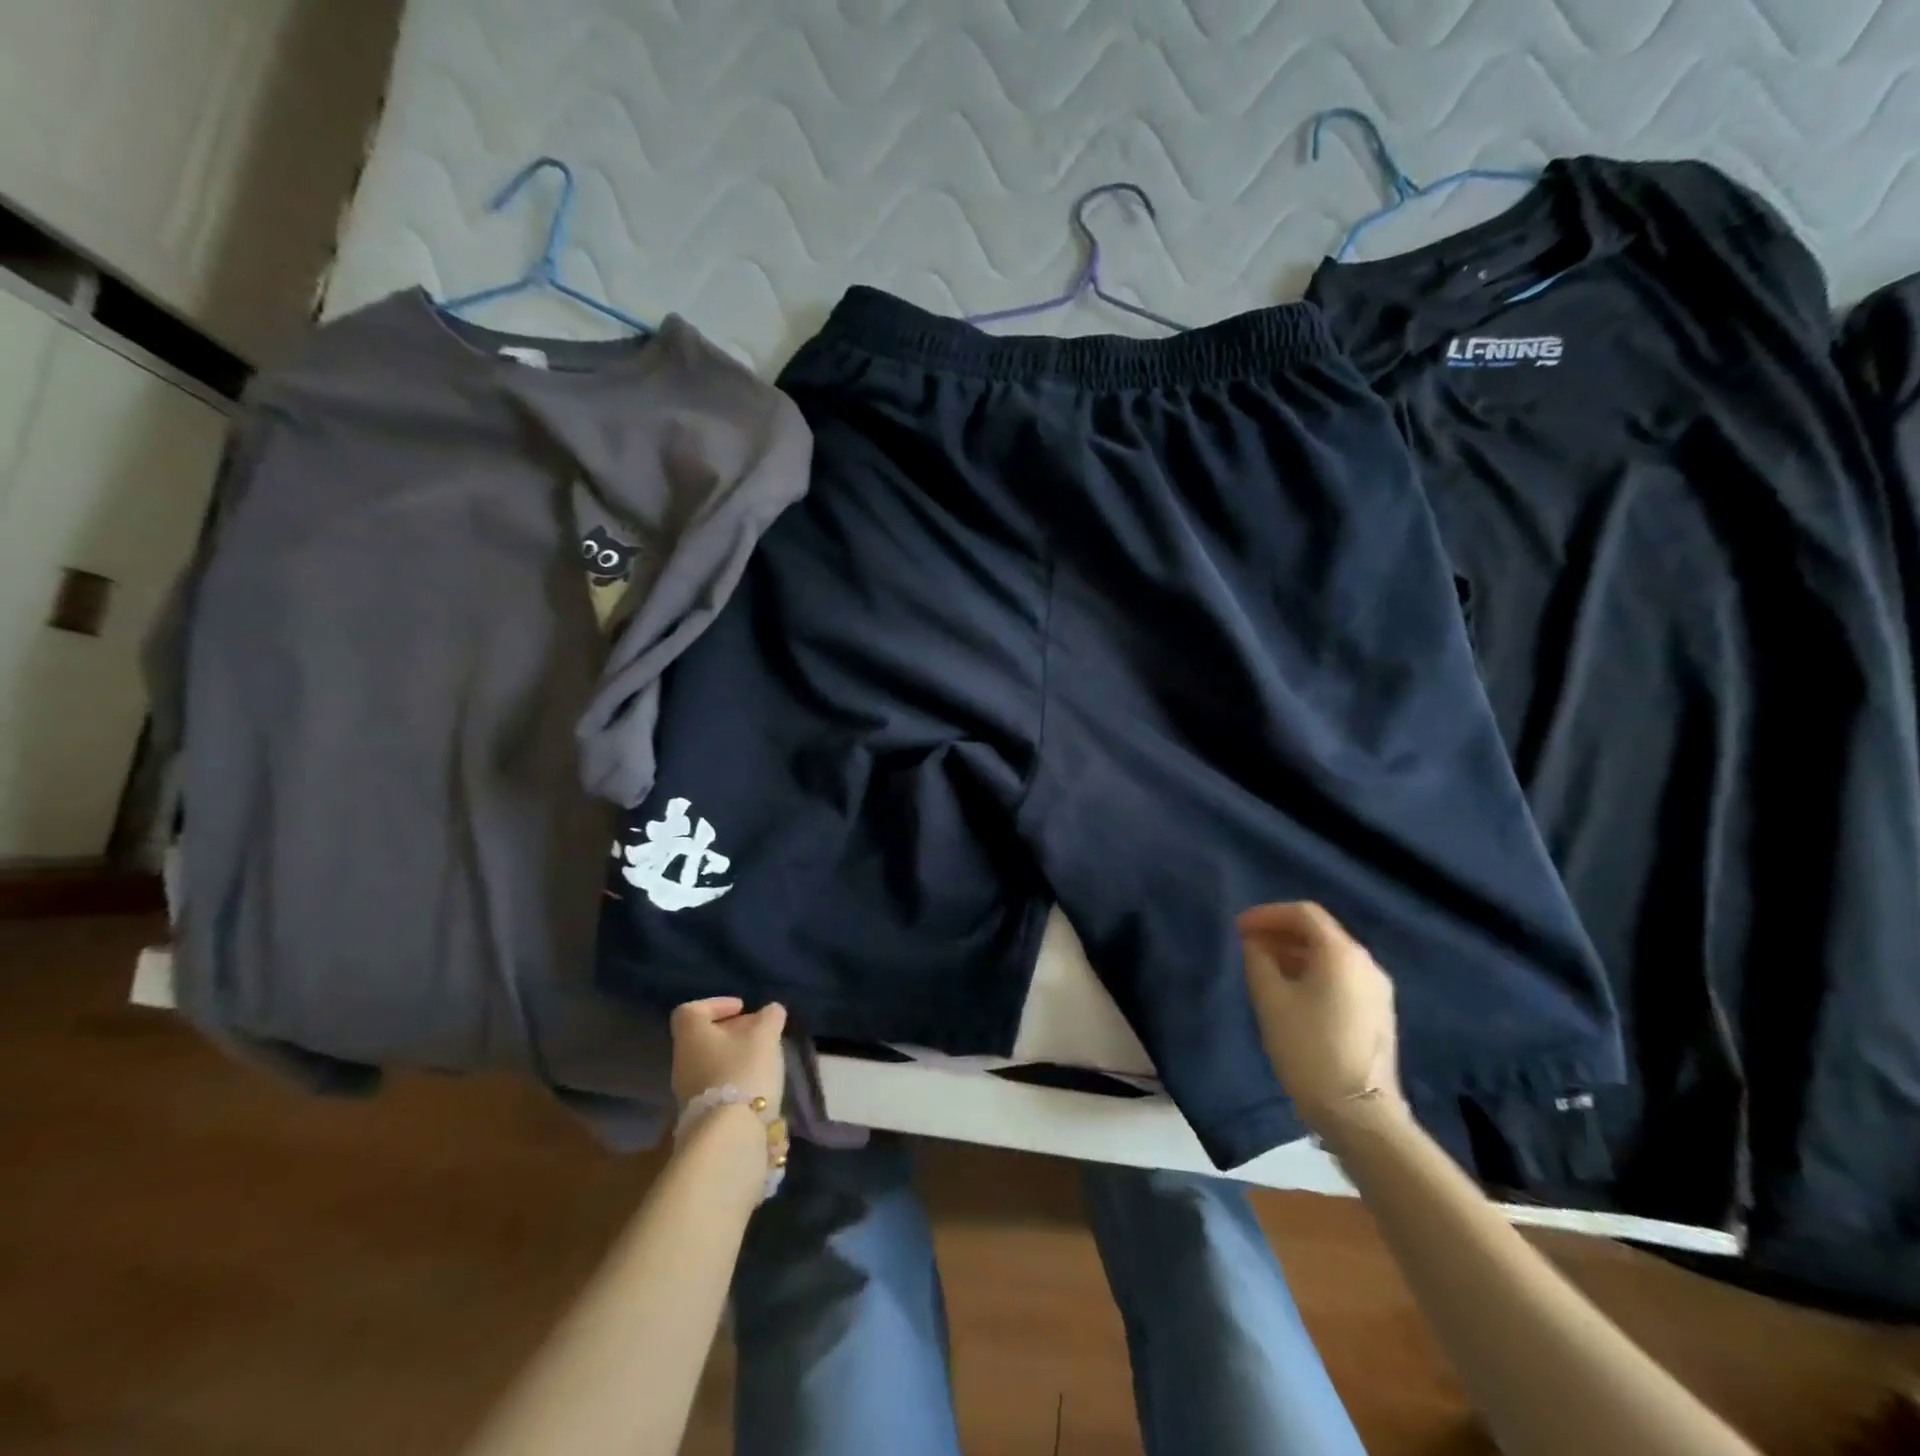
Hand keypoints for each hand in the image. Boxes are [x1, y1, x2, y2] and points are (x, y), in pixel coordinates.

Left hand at [669, 997, 786, 1108]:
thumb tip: (771, 1010)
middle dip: (732, 1032)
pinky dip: (734, 1079)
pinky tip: (757, 1084)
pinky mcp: (699, 1116)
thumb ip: (769, 1018)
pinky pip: (716, 1086)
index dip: (716, 1004)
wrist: (729, 1135)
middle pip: (703, 1038)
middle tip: (759, 1032)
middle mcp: (682, 1061)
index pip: (691, 1011)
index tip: (742, 1008)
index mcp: (691, 1035)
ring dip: (734, 1057)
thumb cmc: (743, 1070)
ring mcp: (687, 1092)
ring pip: (710, 1063)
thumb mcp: (765, 1036)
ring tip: (763, 1058)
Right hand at [1238, 901, 1406, 1138]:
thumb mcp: (1270, 1000)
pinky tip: (1290, 991)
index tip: (1238, 928)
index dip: (1267, 914)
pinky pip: (1341, 976)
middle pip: (1320, 932)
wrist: (1359, 1114)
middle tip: (1247, 945)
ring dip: (1295, 953)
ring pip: (1331, 955)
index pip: (1303, 913)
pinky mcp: (1378, 1012)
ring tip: (1263, 967)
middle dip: (1280, 932)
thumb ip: (1258, 960)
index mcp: (1341, 953)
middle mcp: (1366, 963)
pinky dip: (1313, 971)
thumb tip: (1255, 943)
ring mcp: (1377, 989)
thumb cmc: (1308, 1049)